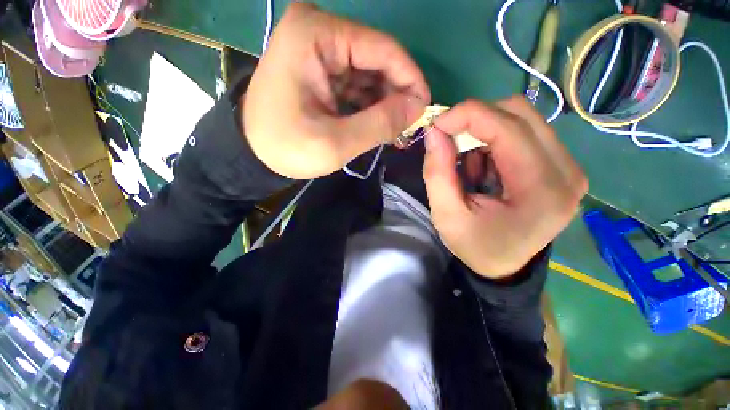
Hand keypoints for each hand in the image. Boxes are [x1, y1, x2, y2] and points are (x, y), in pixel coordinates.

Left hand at [244, 3, 429, 178]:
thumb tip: (418, 108)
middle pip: (376, 60)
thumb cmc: (287, 148)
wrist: (253, 154)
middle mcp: (318, 32)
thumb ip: (379, 124)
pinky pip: (357, 84)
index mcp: (315, 36)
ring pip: (369, 74)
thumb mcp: (335, 143)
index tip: (424, 109)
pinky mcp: (321, 70)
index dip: (410, 80)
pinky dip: (371, 106)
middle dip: (397, 95)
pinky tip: (378, 125)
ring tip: (395, 131)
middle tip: (408, 127)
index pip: (382, 49)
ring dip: (385, 103)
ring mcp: (319, 51)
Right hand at [422, 98, 587, 278]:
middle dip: (476, 120)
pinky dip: (495, 142)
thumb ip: (437, 173)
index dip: (468, 115)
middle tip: (450, 142)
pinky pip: (525, 132)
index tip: (437, 123)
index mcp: (541, 190)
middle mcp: (566, 171)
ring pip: (523, 119)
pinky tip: (485, 168)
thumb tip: (434, 132)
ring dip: (485, 133)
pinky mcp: (561, 166)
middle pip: (520, 114)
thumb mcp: (446, 215)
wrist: (504, 267)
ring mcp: (568, 167)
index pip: (508, 128)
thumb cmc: (475, 246)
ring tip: (469, 165)